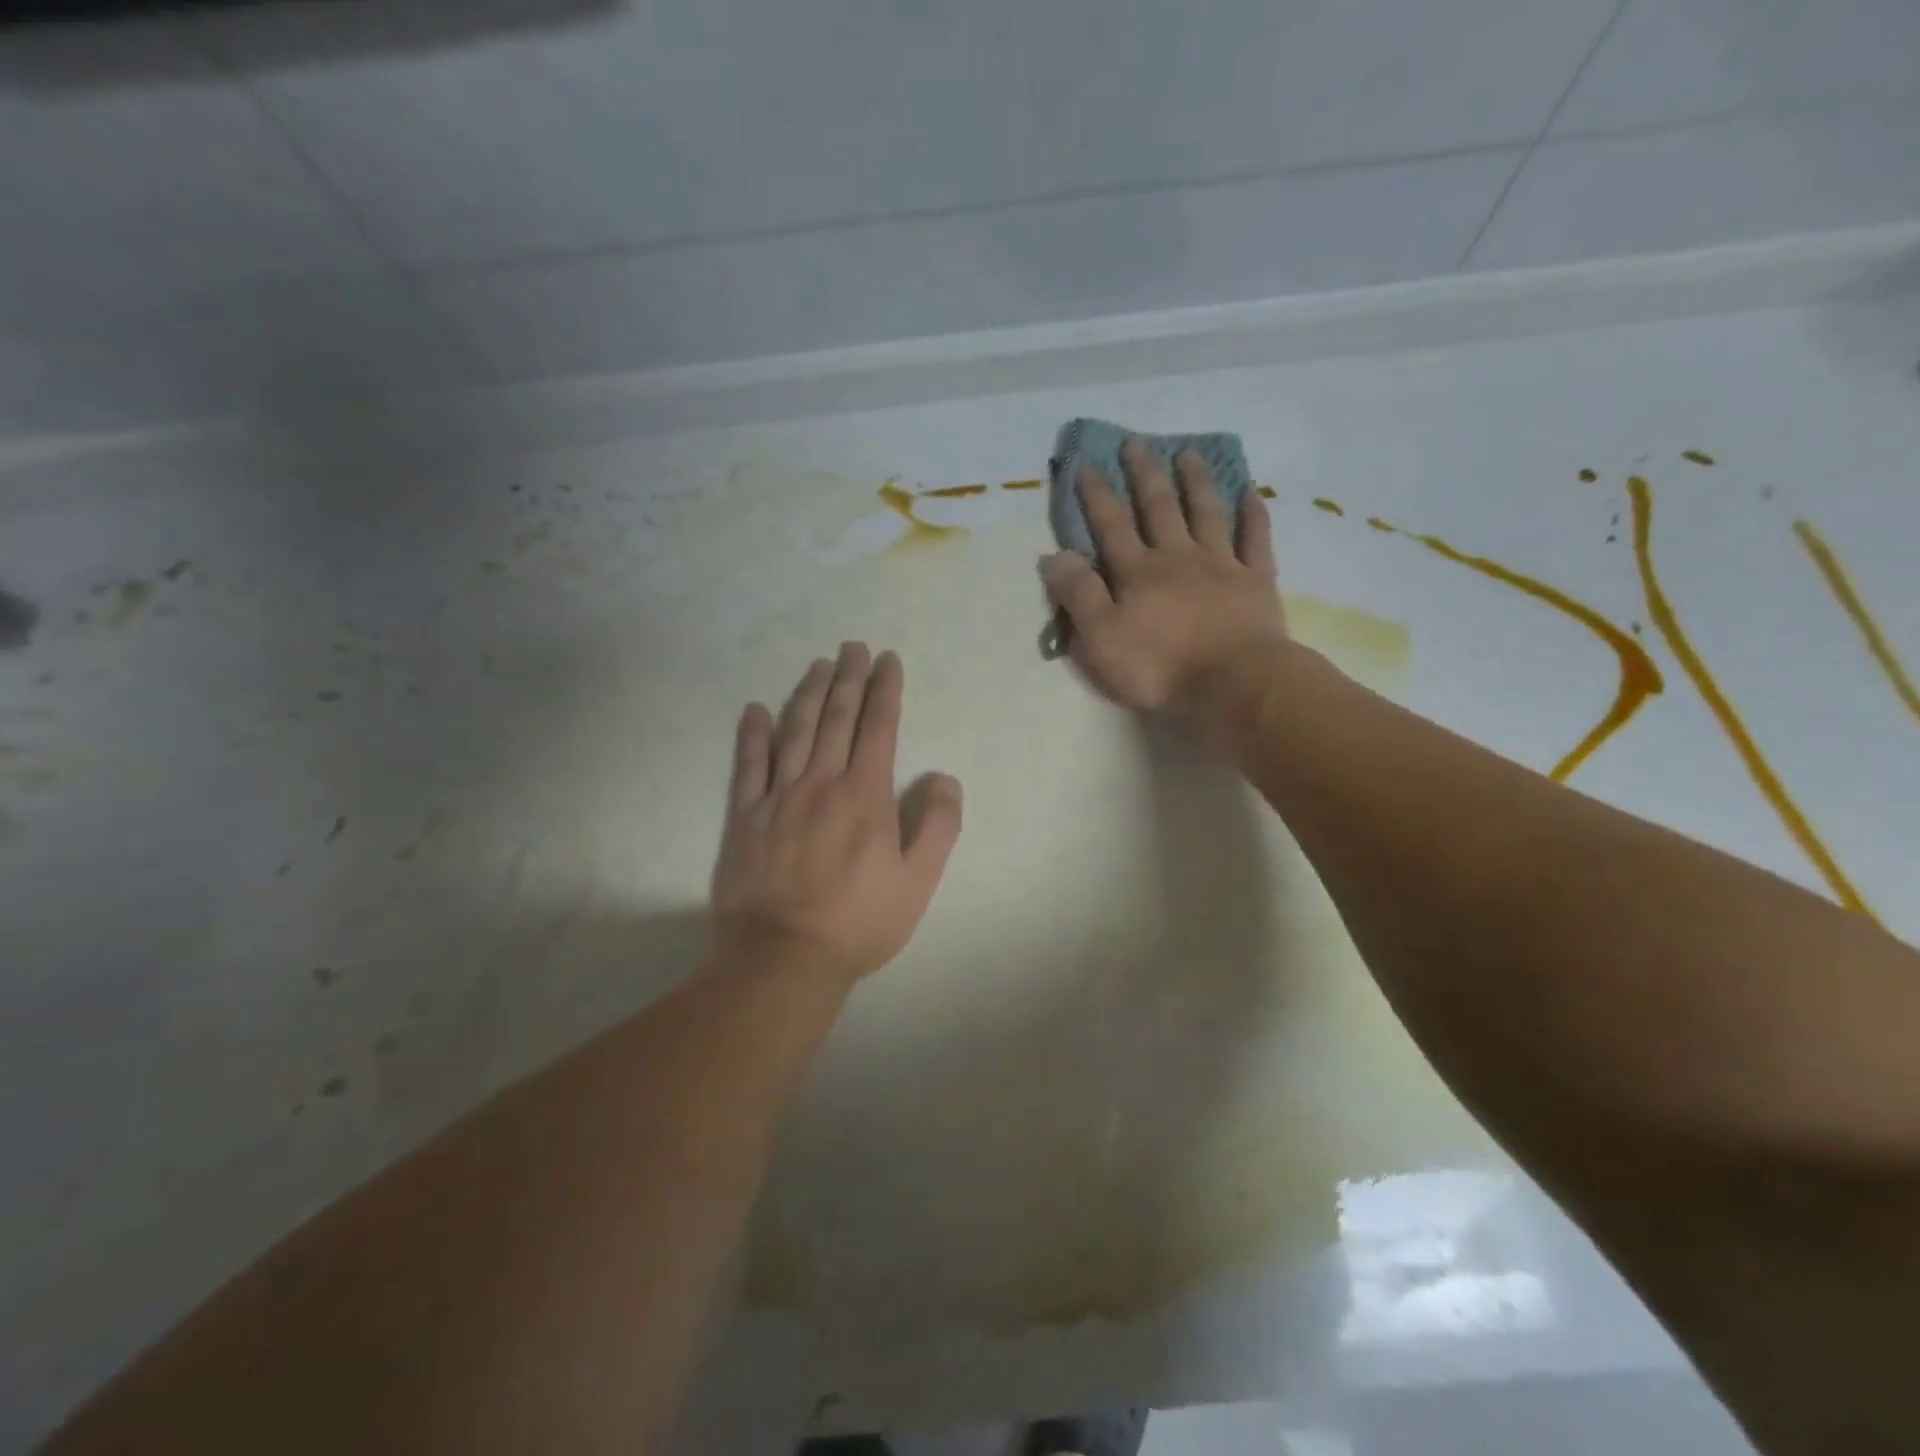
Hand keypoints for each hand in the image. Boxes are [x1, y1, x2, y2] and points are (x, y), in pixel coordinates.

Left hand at [711, 643, 963, 986]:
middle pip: (836, 719)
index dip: (884, 691)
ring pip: (794, 732)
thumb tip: (945, 779)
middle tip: (853, 647)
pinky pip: (747, 766)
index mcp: (865, 796)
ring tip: (818, 665)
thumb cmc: (859, 922)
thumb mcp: (918, 882)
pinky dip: (752, 735)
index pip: (878, 729)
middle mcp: (821, 784)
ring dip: (807, 694)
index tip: (887, 661)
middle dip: (848, 679)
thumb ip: (938, 826)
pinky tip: (755, 711)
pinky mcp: (745, 817)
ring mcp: (778, 798)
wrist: (783, 957)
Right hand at [1040, 438, 1286, 713]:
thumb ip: (1078, 596)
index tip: (1087, 466)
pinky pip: (1255, 539)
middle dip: (1144, 475)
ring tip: (1188, 453)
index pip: (1111, 526)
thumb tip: (1054, 556)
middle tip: (1135, 443)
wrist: (1233, 683)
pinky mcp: (1255, 580)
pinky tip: (1251, 492)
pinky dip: (1253, 514)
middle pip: (1158, 508)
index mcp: (1137, 573)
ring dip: (1195, 482)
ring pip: (1206, 513)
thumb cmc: (1159, 667)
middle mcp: (1177, 557)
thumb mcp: (1100, 639)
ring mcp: (1221, 565)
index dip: (1097, 496)